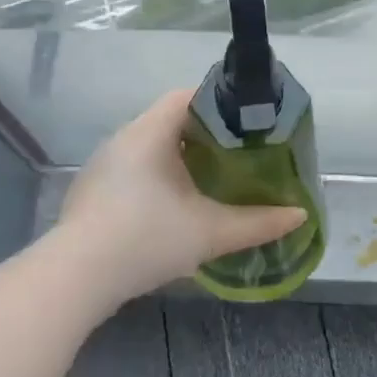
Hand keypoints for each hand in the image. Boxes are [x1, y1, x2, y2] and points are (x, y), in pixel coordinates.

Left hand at [54, 89, 306, 311]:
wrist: (75, 279)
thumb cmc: (146, 239)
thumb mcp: (211, 232)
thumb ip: (259, 222)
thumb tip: (300, 215)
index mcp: (150, 132)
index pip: (187, 96)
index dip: (220, 103)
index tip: (247, 122)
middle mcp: (123, 139)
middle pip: (170, 120)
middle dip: (205, 133)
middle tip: (239, 152)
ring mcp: (103, 166)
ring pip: (150, 146)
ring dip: (180, 157)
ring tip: (212, 177)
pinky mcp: (92, 192)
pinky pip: (133, 168)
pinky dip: (158, 176)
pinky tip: (173, 206)